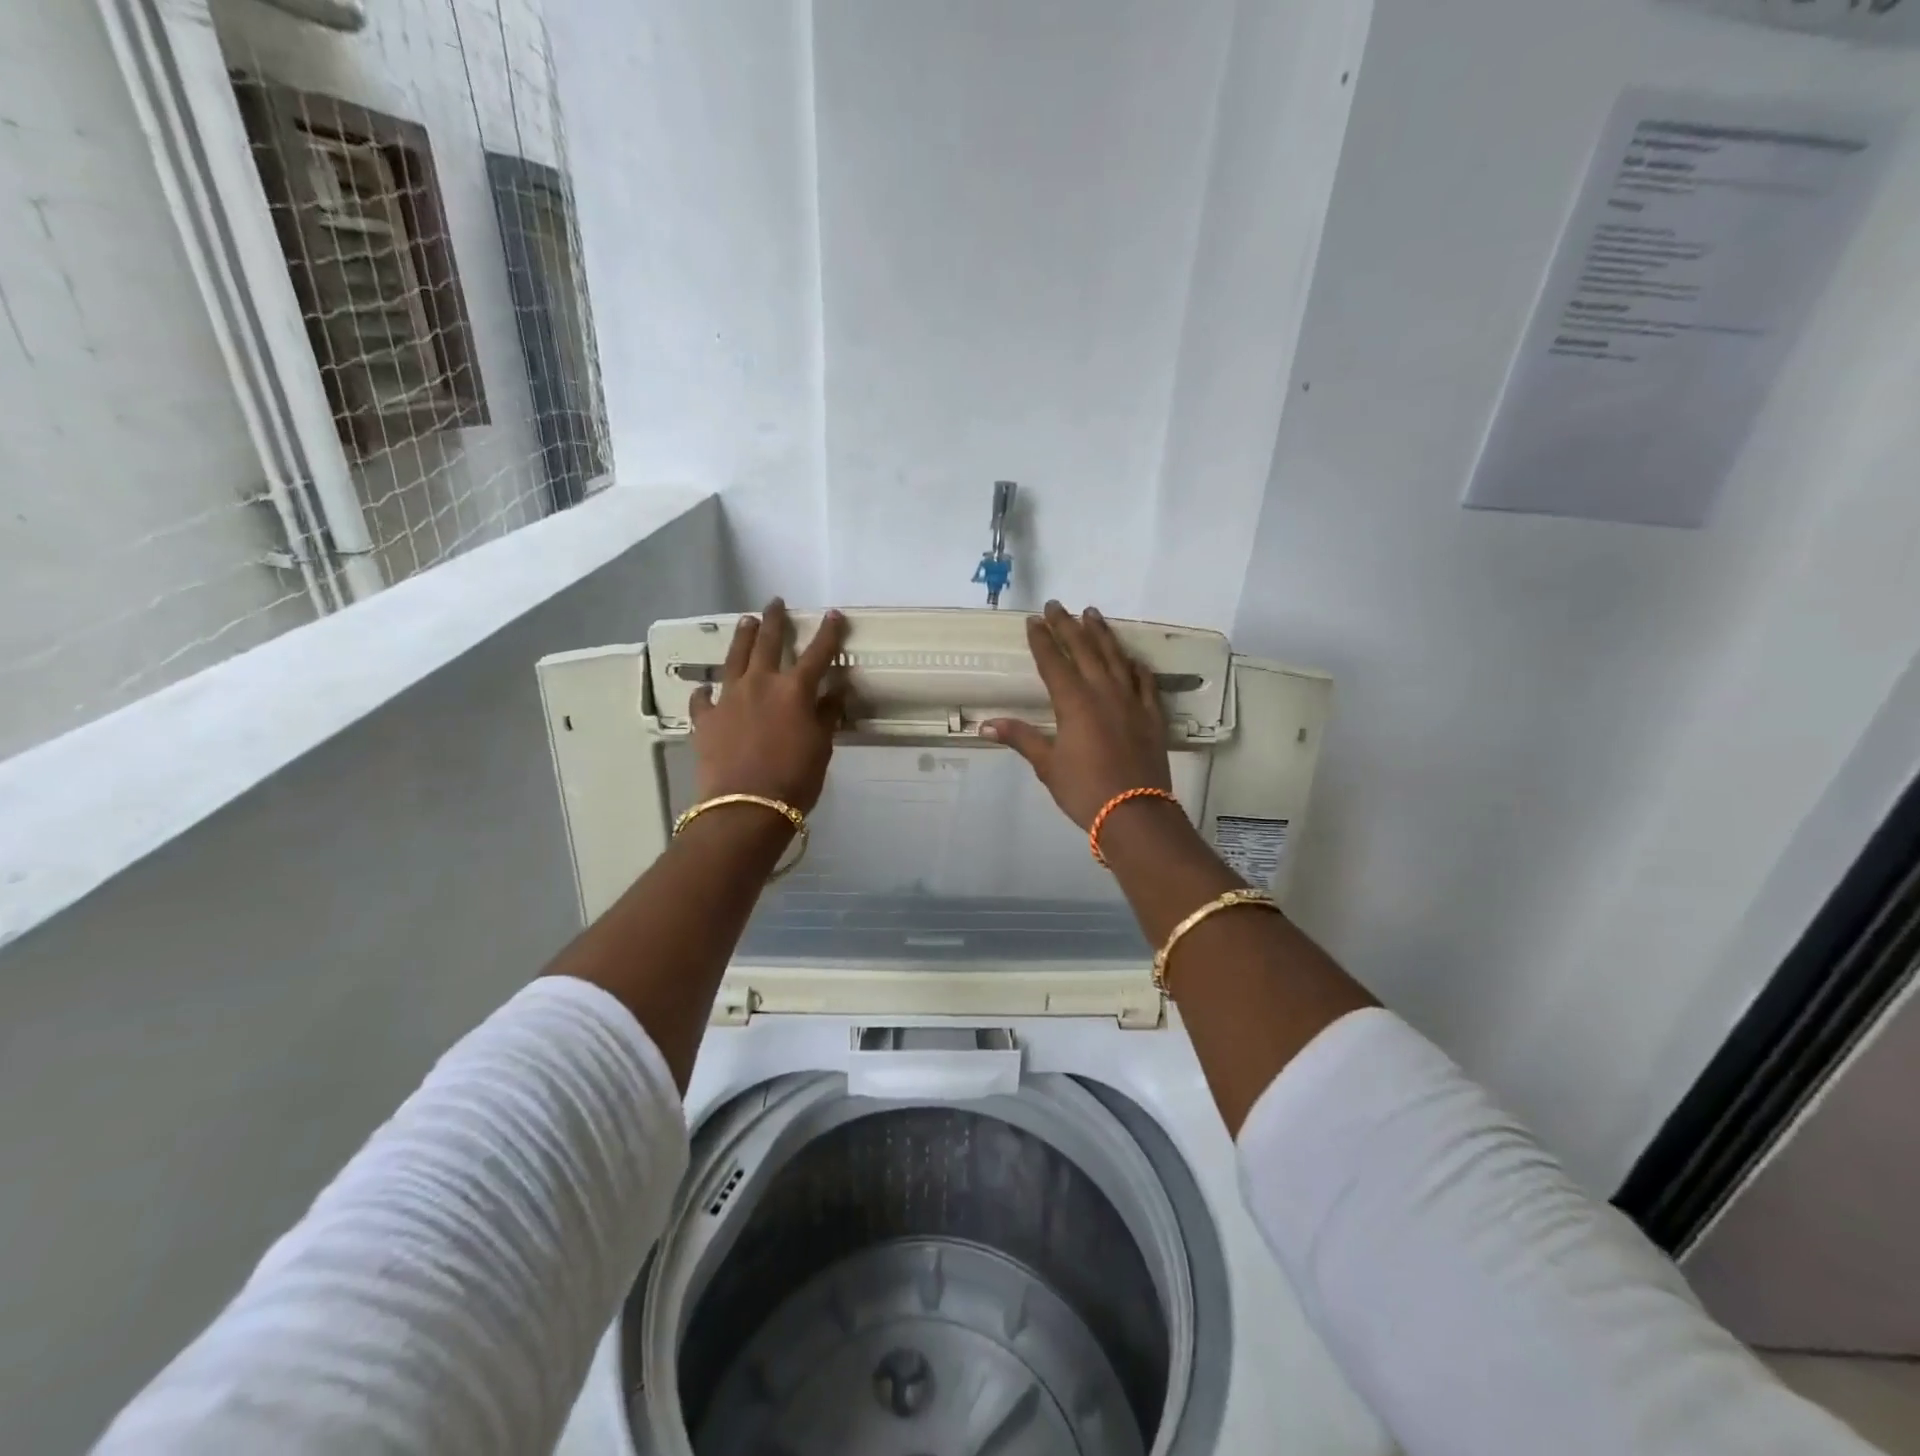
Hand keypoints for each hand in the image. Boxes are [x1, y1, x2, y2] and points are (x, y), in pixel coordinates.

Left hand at [690, 601, 848, 809]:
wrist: (746, 807)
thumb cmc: (794, 779)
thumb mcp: (821, 748)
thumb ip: (826, 715)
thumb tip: (834, 692)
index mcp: (794, 690)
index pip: (817, 653)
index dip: (827, 633)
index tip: (834, 615)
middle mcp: (760, 684)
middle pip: (767, 643)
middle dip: (773, 620)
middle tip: (775, 602)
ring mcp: (728, 698)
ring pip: (734, 658)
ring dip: (742, 638)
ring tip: (746, 621)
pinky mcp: (705, 718)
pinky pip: (704, 698)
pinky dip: (707, 691)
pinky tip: (706, 688)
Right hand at [983, 601, 1170, 828]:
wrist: (1135, 813)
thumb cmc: (1084, 790)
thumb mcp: (1047, 765)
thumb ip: (1021, 738)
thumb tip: (986, 725)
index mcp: (1073, 702)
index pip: (1053, 661)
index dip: (1042, 639)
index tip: (1033, 620)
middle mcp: (1103, 692)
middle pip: (1084, 650)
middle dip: (1068, 625)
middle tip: (1057, 605)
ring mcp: (1131, 701)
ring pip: (1115, 657)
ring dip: (1102, 634)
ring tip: (1092, 613)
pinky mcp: (1152, 715)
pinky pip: (1144, 680)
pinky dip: (1134, 664)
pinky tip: (1130, 657)